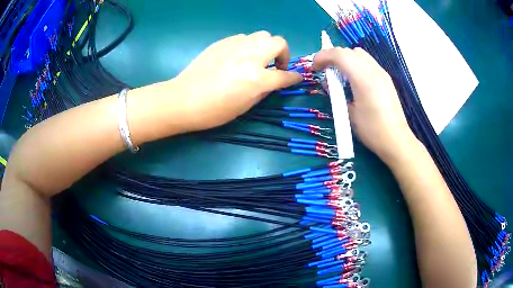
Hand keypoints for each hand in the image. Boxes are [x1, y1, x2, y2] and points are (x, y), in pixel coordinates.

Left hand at [168, 31, 301, 131]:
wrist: (183, 100)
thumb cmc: (213, 111)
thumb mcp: (244, 107)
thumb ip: (263, 91)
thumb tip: (271, 82)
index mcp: (256, 78)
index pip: (284, 75)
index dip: (294, 77)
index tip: (295, 77)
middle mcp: (249, 57)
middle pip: (278, 42)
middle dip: (283, 53)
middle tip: (275, 65)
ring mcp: (235, 46)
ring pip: (261, 35)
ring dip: (265, 47)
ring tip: (256, 59)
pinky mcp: (222, 43)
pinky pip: (243, 38)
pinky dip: (248, 45)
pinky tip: (239, 57)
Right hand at [314, 47, 419, 164]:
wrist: (396, 140)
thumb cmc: (371, 131)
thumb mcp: (348, 114)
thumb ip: (337, 94)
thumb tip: (328, 83)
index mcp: (363, 79)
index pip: (339, 55)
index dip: (323, 56)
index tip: (315, 68)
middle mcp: (374, 70)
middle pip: (349, 51)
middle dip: (333, 57)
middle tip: (325, 71)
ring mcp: (382, 73)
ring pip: (359, 54)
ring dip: (345, 59)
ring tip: (340, 74)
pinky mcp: (386, 78)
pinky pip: (367, 62)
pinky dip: (356, 64)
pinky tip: (354, 80)